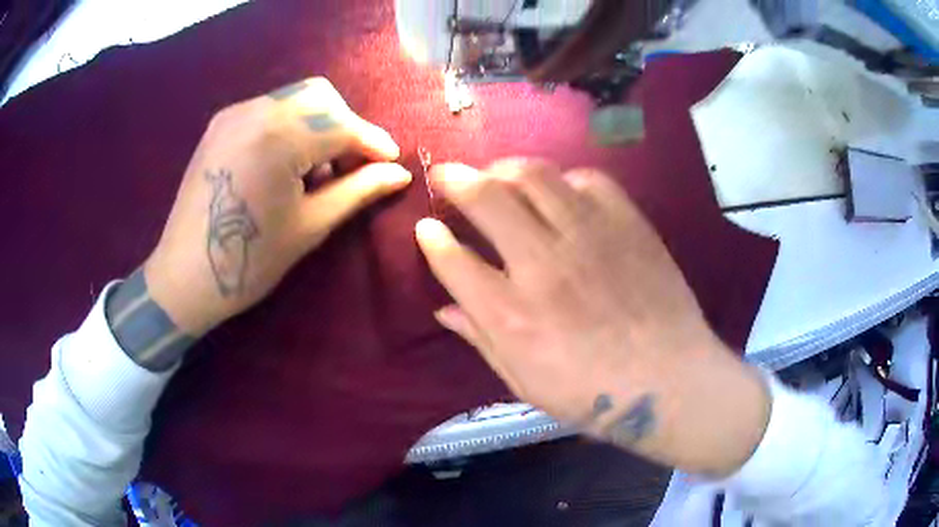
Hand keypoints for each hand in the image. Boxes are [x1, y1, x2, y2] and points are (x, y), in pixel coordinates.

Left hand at [145, 77, 410, 336]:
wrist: (184, 276)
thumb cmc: (251, 261)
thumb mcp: (311, 226)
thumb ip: (358, 191)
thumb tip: (400, 174)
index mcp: (279, 138)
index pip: (342, 125)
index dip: (373, 142)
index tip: (393, 162)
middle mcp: (256, 111)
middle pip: (322, 97)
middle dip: (346, 127)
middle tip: (351, 166)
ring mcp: (235, 113)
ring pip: (296, 99)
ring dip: (319, 125)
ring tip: (315, 171)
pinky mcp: (221, 123)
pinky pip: (270, 109)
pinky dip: (291, 126)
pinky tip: (286, 163)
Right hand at [416, 159, 769, 475]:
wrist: (669, 381)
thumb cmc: (592, 394)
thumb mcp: (524, 383)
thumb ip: (480, 340)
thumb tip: (443, 310)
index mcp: (511, 314)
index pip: (453, 259)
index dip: (432, 238)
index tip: (426, 227)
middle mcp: (543, 264)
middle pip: (486, 198)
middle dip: (456, 179)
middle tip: (447, 174)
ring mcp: (588, 236)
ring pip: (534, 175)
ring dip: (504, 167)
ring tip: (496, 172)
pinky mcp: (626, 223)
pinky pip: (588, 180)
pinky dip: (564, 179)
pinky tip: (560, 191)